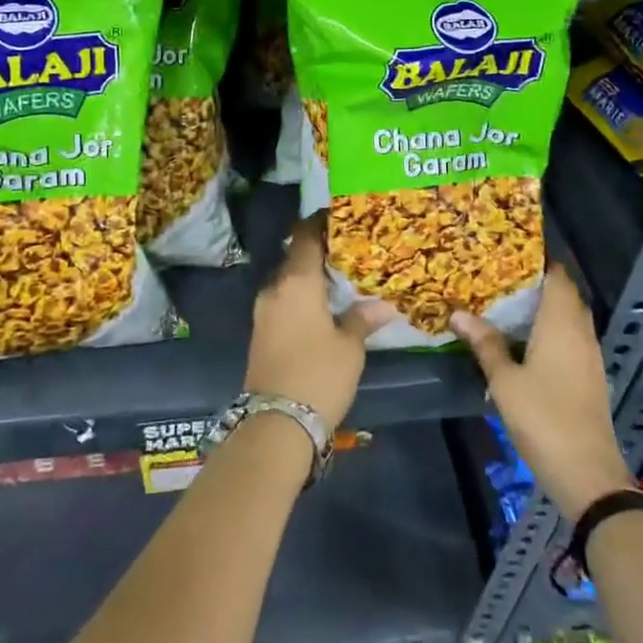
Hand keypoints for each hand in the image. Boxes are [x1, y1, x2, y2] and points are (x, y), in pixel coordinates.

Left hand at [245, 214, 390, 426]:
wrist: (275, 425)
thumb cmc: (318, 375)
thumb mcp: (350, 347)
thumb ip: (362, 318)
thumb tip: (382, 304)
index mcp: (296, 281)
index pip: (305, 236)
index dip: (320, 223)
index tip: (338, 217)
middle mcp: (275, 288)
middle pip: (295, 257)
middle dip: (318, 252)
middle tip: (348, 252)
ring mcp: (264, 311)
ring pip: (288, 281)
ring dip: (309, 278)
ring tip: (339, 281)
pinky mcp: (260, 332)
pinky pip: (283, 301)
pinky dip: (301, 297)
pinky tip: (322, 309)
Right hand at [451, 262, 636, 520]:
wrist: (588, 474)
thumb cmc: (543, 418)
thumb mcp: (504, 380)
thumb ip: (485, 343)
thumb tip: (459, 313)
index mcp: (561, 323)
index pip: (557, 276)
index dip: (538, 261)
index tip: (510, 254)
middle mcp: (580, 332)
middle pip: (565, 295)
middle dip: (538, 283)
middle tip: (502, 279)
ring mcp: (589, 356)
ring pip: (570, 318)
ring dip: (545, 308)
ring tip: (509, 306)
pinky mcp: (590, 377)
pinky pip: (572, 338)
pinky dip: (552, 330)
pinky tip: (527, 342)